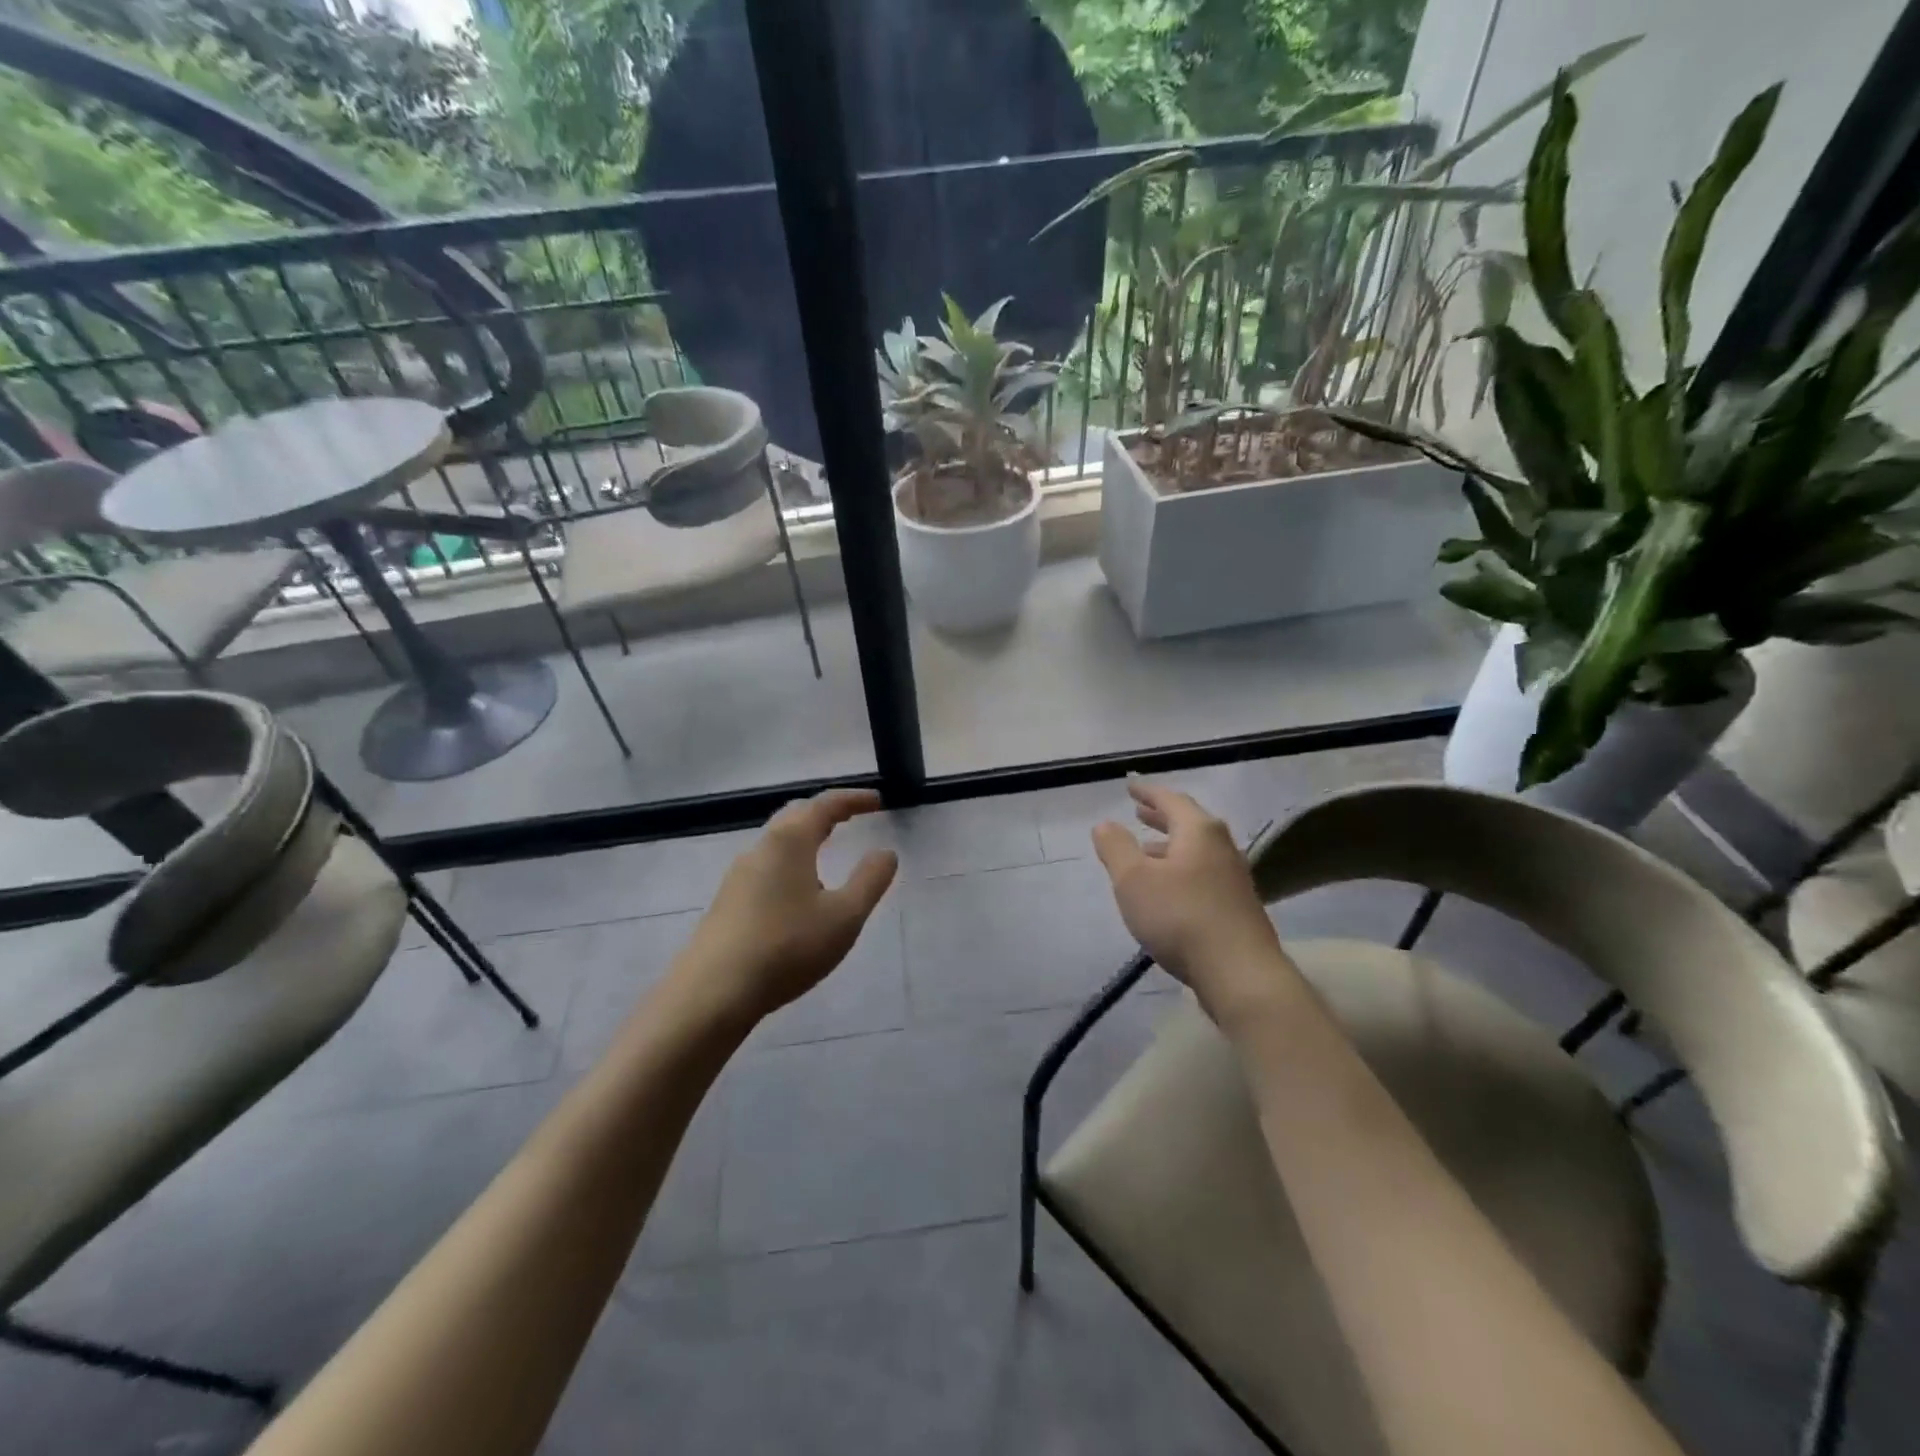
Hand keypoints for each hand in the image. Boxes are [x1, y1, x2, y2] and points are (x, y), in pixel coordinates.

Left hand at [680, 788, 897, 1023]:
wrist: (712, 993)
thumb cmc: (786, 947)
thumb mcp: (844, 917)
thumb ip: (870, 881)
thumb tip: (885, 853)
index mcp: (789, 842)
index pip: (825, 805)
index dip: (853, 799)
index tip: (877, 801)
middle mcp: (760, 848)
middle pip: (796, 816)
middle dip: (826, 812)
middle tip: (852, 816)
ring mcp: (738, 876)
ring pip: (778, 843)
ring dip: (806, 838)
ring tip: (829, 853)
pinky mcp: (727, 902)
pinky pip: (767, 867)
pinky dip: (791, 863)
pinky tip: (799, 894)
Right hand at [1092, 780, 1292, 1022]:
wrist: (1240, 973)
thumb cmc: (1180, 917)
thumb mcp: (1133, 880)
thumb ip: (1116, 848)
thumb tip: (1105, 824)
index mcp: (1199, 831)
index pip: (1171, 800)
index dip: (1147, 792)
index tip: (1130, 786)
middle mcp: (1221, 847)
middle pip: (1189, 822)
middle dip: (1161, 816)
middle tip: (1138, 812)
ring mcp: (1233, 878)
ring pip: (1196, 851)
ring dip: (1169, 846)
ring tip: (1146, 851)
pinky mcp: (1236, 906)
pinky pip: (1202, 874)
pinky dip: (1180, 869)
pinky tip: (1168, 890)